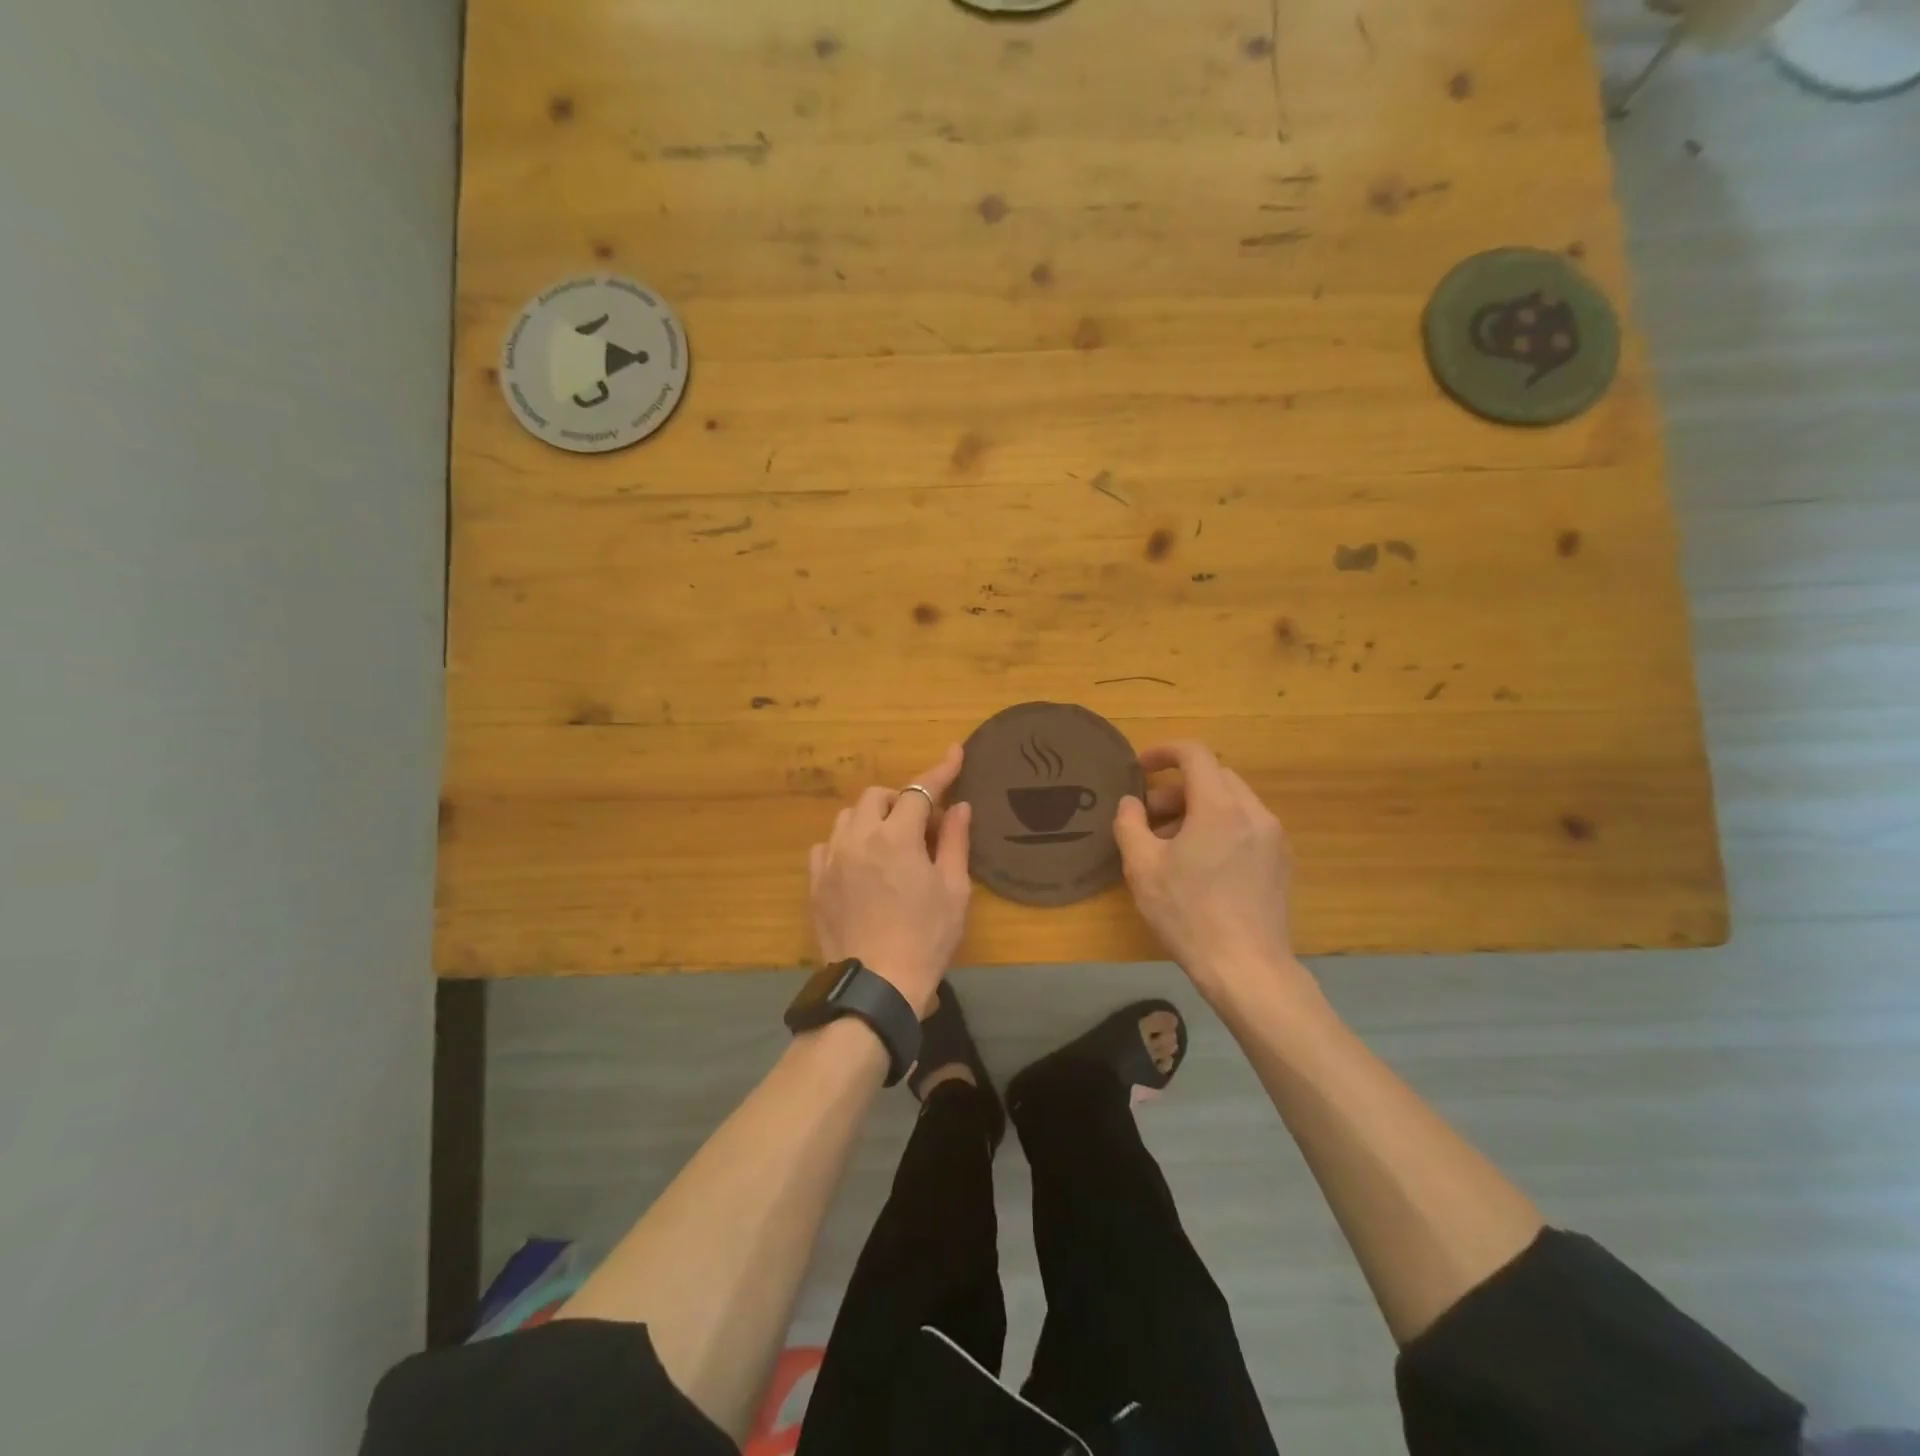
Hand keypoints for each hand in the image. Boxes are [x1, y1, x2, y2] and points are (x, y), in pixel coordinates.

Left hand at [808, 745, 972, 1016]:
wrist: (876, 986)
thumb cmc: (925, 938)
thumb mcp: (953, 890)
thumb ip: (954, 842)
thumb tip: (959, 807)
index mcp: (896, 837)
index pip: (919, 790)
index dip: (940, 770)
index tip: (954, 752)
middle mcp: (858, 838)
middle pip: (877, 797)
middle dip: (900, 800)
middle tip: (920, 826)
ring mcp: (831, 860)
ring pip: (847, 818)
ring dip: (871, 819)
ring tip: (888, 844)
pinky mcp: (816, 883)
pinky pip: (826, 846)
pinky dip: (844, 844)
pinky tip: (857, 864)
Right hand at [1113, 741, 1300, 1002]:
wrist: (1248, 969)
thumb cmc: (1189, 914)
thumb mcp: (1142, 868)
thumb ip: (1130, 825)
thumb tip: (1131, 803)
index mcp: (1220, 807)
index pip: (1195, 754)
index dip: (1164, 752)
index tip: (1139, 768)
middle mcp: (1253, 813)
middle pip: (1215, 777)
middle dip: (1177, 787)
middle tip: (1148, 816)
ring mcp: (1273, 838)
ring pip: (1232, 802)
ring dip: (1197, 808)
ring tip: (1169, 844)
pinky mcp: (1280, 862)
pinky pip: (1246, 826)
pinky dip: (1219, 827)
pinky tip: (1199, 863)